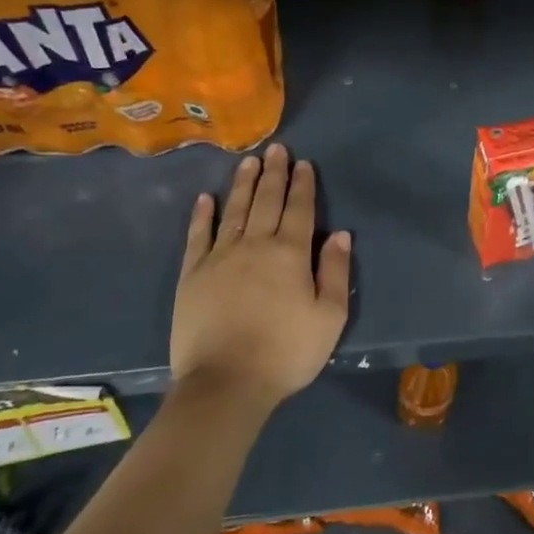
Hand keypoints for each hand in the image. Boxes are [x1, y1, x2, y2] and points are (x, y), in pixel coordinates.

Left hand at [171, 143, 351, 413]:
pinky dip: (202, 215)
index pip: (299, 209)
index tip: (303, 163)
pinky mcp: (192, 275)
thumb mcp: (329, 318)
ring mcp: (219, 257)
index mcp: (290, 254)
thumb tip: (341, 234)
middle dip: (273, 174)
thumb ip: (336, 272)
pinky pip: (197, 236)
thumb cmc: (285, 352)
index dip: (302, 185)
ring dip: (242, 184)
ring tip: (248, 161)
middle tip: (275, 149)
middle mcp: (255, 245)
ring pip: (234, 211)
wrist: (225, 383)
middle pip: (266, 201)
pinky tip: (205, 199)